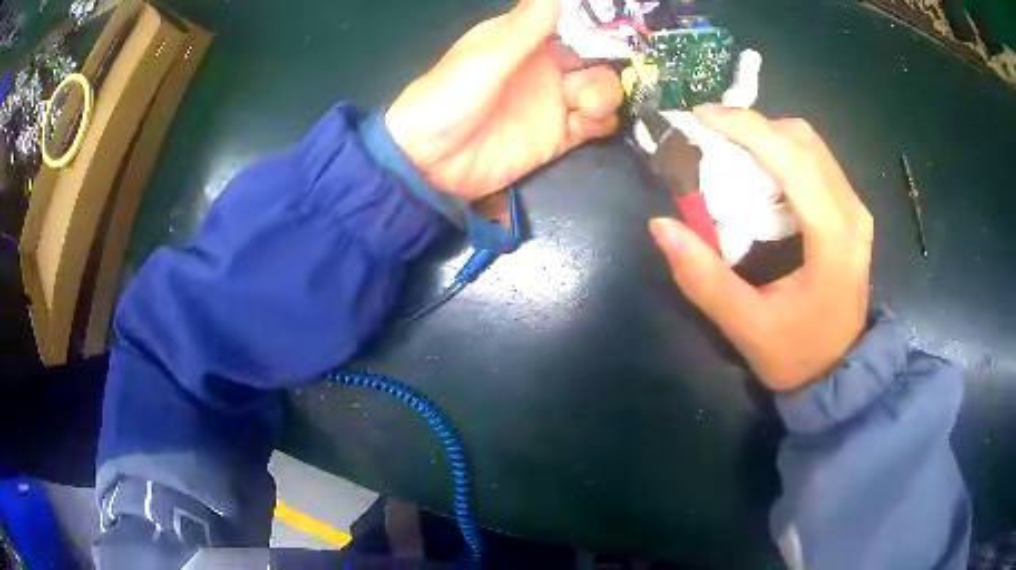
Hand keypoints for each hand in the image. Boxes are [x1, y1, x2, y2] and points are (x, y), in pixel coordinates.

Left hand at [385, 0, 622, 201]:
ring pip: (603, 89)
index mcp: (527, 40)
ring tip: (582, 108)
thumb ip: (525, 27)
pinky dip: (599, 123)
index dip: (599, 26)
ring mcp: (555, 101)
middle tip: (595, 78)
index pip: (575, 24)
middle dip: (607, 64)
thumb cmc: (448, 99)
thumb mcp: (485, 58)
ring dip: (604, 95)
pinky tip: (579, 126)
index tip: (617, 31)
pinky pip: (597, 124)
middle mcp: (547, 66)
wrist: (430, 163)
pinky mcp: (560, 136)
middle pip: (597, 57)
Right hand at [650, 106, 873, 391]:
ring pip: (812, 145)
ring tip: (731, 147)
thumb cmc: (796, 355)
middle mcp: (852, 213)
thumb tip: (661, 225)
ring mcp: (857, 211)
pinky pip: (818, 161)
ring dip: (768, 135)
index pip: (793, 159)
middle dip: (754, 126)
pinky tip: (761, 168)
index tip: (702, 117)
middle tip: (711, 134)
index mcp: (833, 239)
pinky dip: (784, 151)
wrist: (839, 372)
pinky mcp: (853, 213)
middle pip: (803, 140)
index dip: (746, 128)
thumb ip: (704, 278)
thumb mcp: (746, 327)